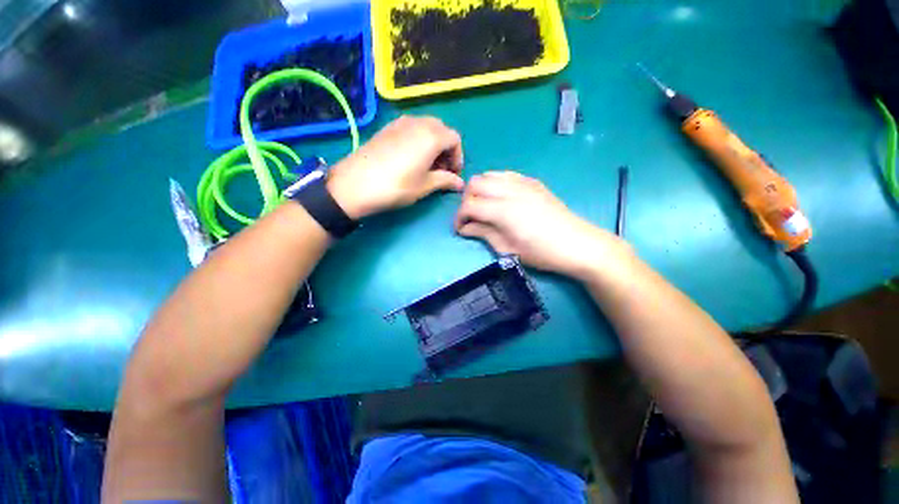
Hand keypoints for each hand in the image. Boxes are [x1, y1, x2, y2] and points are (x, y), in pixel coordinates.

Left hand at [326, 115, 464, 218]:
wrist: (355, 184)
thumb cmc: (396, 186)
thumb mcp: (425, 186)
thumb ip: (446, 180)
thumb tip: (460, 183)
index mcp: (431, 136)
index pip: (455, 139)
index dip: (458, 157)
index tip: (453, 174)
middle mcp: (418, 122)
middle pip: (441, 130)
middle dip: (446, 149)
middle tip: (441, 170)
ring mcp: (401, 122)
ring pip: (426, 127)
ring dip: (433, 144)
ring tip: (426, 165)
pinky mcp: (388, 128)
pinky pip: (411, 128)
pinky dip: (419, 140)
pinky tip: (411, 158)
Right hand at [454, 171, 630, 277]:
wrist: (577, 244)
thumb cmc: (541, 253)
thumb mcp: (508, 249)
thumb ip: (483, 233)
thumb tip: (465, 228)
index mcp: (503, 210)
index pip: (469, 205)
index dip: (459, 217)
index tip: (461, 229)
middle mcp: (510, 190)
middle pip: (475, 183)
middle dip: (467, 200)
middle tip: (472, 217)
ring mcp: (523, 183)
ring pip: (489, 175)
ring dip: (480, 189)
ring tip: (485, 206)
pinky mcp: (533, 182)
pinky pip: (506, 175)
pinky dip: (496, 183)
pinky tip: (501, 198)